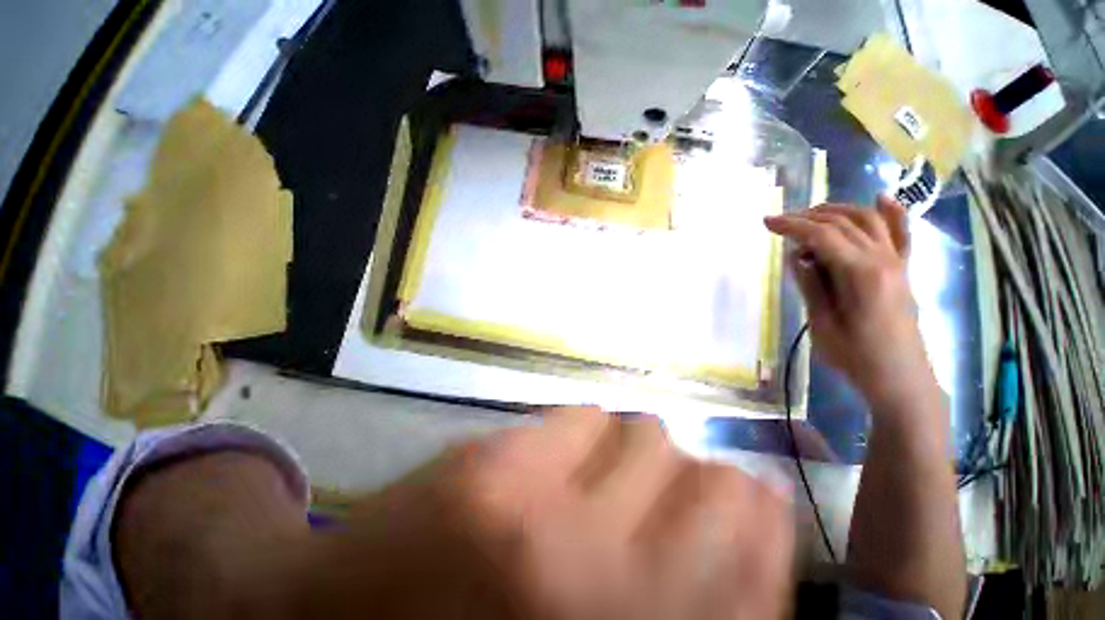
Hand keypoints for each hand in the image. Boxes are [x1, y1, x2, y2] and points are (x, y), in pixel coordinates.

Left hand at [305, 407, 794, 619]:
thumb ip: (681, 598)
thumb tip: (743, 528)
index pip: (754, 572)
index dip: (765, 523)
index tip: (761, 496)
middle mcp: (607, 586)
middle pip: (710, 487)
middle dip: (709, 477)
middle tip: (683, 478)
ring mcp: (545, 516)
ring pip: (646, 431)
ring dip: (639, 446)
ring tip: (606, 466)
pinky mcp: (497, 463)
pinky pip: (581, 413)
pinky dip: (586, 426)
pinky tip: (560, 449)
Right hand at [764, 196, 936, 413]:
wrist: (899, 377)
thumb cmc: (855, 356)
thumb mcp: (822, 323)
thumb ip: (811, 285)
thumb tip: (798, 256)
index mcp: (862, 274)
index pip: (823, 235)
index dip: (792, 225)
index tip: (766, 222)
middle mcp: (884, 259)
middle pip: (844, 222)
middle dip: (808, 217)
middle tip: (780, 222)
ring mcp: (897, 262)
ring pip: (869, 220)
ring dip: (836, 211)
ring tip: (809, 216)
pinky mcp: (903, 269)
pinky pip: (900, 233)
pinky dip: (891, 212)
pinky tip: (880, 198)